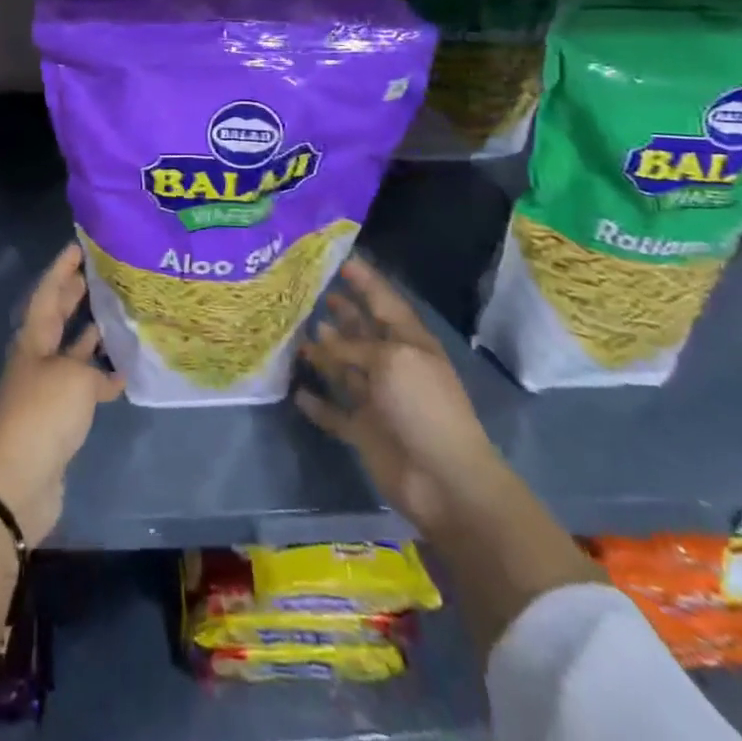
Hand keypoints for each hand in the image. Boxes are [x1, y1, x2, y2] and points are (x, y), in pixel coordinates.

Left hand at [0, 244, 123, 546]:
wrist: (18, 482)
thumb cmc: (42, 414)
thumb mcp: (73, 378)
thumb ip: (94, 367)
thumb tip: (110, 370)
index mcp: (32, 340)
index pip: (47, 293)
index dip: (61, 269)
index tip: (78, 246)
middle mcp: (37, 359)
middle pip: (55, 318)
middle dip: (73, 295)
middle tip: (97, 273)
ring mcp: (46, 389)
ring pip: (70, 351)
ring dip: (89, 334)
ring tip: (116, 314)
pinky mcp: (58, 419)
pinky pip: (82, 386)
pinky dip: (101, 378)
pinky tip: (124, 372)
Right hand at [297, 256, 496, 535]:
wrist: (444, 480)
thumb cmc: (424, 406)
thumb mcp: (391, 361)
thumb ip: (354, 347)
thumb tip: (322, 341)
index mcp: (410, 344)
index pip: (385, 303)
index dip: (366, 282)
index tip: (343, 260)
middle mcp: (392, 366)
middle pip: (363, 333)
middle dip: (343, 313)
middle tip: (314, 292)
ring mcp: (377, 400)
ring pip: (344, 369)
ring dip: (324, 352)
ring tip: (298, 332)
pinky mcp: (363, 432)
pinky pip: (334, 413)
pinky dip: (317, 403)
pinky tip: (297, 391)